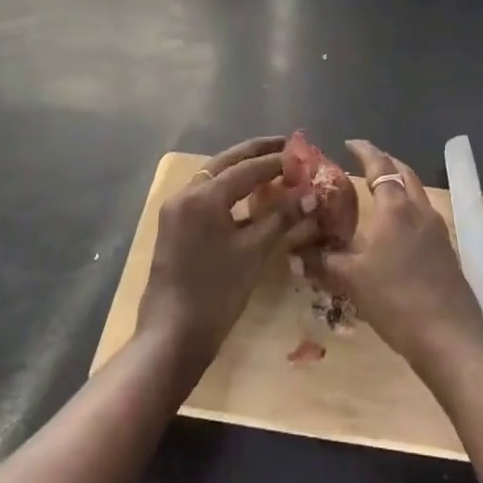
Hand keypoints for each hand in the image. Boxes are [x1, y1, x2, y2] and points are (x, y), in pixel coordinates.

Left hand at [137, 136, 318, 370]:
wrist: (172, 337)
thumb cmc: (216, 293)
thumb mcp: (254, 252)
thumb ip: (281, 218)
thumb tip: (310, 195)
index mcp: (204, 195)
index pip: (247, 168)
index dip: (276, 160)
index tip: (301, 153)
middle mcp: (186, 193)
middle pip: (226, 162)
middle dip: (256, 153)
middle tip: (286, 146)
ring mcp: (176, 209)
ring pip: (214, 176)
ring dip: (241, 170)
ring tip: (271, 167)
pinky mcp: (174, 225)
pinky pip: (205, 194)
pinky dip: (228, 189)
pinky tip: (248, 196)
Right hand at [301, 140, 482, 378]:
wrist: (450, 338)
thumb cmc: (397, 299)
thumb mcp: (352, 281)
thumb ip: (322, 263)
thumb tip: (294, 253)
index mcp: (396, 208)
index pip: (379, 165)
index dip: (364, 151)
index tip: (349, 143)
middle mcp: (419, 210)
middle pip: (404, 173)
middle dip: (385, 162)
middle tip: (364, 163)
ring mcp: (437, 230)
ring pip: (417, 193)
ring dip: (399, 184)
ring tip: (378, 193)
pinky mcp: (446, 251)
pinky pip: (424, 215)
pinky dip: (408, 209)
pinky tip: (395, 231)